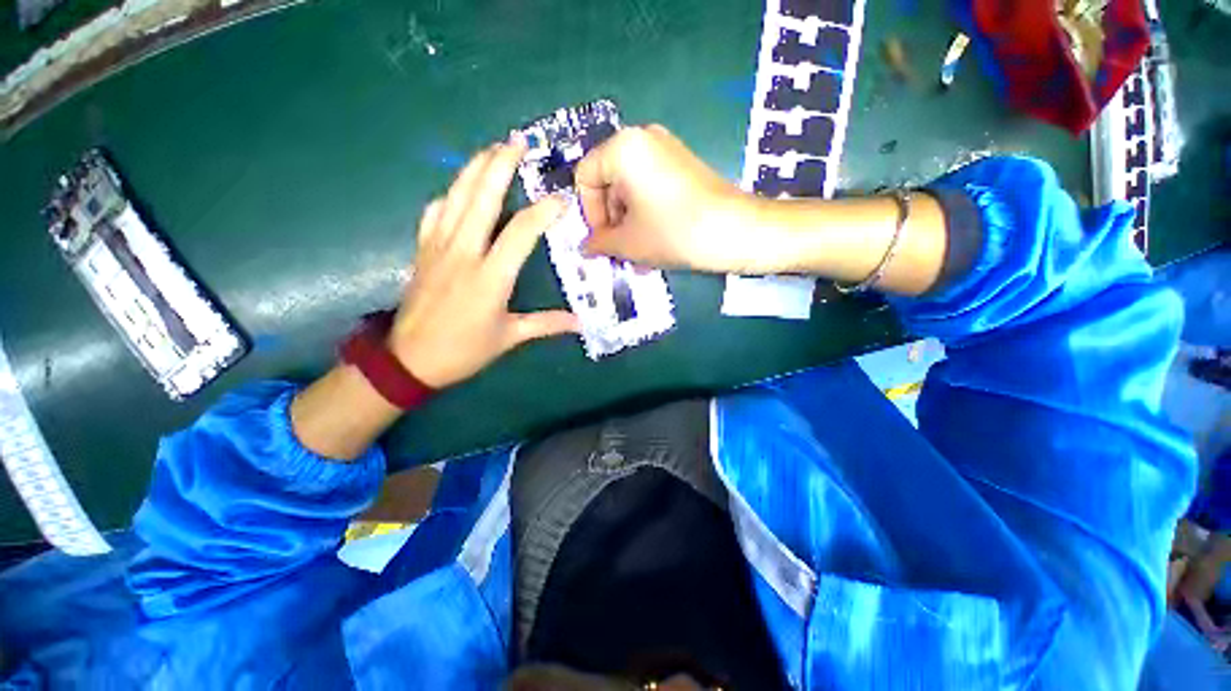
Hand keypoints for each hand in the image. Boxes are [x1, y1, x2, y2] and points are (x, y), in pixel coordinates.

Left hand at [389, 135, 578, 388]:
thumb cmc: (464, 350)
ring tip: (491, 149)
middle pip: (482, 197)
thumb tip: (580, 322)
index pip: (522, 231)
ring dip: (474, 168)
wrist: (409, 360)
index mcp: (491, 276)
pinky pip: (435, 211)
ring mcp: (438, 247)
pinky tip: (459, 189)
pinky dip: (449, 194)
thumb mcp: (510, 338)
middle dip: (501, 165)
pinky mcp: (423, 250)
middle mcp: (464, 252)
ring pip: (456, 196)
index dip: (544, 211)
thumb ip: (546, 324)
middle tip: (517, 141)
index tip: (560, 199)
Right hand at [576, 124, 760, 272]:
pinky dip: (645, 214)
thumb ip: (599, 242)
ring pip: (630, 189)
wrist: (735, 231)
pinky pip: (651, 188)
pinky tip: (652, 242)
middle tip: (618, 250)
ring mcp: (666, 150)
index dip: (589, 213)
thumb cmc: (672, 232)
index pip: (585, 177)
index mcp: (623, 148)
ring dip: (628, 223)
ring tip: (637, 254)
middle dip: (610, 221)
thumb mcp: (628, 243)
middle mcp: (643, 138)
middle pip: (609, 182)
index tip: (601, 240)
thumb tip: (585, 247)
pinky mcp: (683, 165)